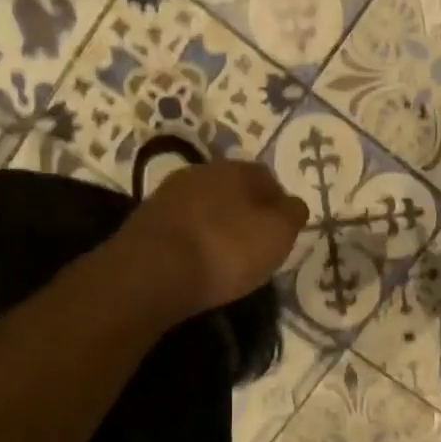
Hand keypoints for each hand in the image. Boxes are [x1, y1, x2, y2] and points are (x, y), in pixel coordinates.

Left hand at [106, 160, 308, 322]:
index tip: (282, 231)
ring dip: (218, 225)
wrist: (153, 272)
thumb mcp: (277, 234)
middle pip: (233, 189)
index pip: (267, 178)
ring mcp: (169, 195)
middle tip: (255, 243)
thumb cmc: (226, 250)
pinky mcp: (146, 221)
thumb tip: (294, 205)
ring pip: (206, 206)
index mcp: (236, 169)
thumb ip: (292, 214)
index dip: (278, 204)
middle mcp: (201, 172)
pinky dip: (195, 239)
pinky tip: (198, 261)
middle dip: (246, 212)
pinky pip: (183, 226)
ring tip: (227, 256)